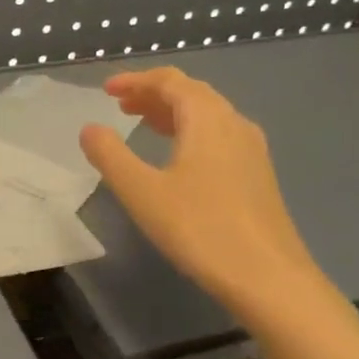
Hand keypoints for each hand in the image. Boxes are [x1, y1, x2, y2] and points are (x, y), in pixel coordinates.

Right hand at [78, 68, 322, 319]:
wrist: (268, 277)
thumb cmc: (200, 229)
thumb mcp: (142, 192)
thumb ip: (111, 156)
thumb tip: (90, 129)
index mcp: (207, 118)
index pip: (170, 81)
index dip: (136, 80)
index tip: (106, 89)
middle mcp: (234, 123)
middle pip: (192, 93)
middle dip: (154, 94)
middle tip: (121, 106)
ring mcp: (251, 150)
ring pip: (208, 116)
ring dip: (172, 113)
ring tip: (142, 125)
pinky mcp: (257, 175)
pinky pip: (219, 137)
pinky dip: (190, 133)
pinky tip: (178, 159)